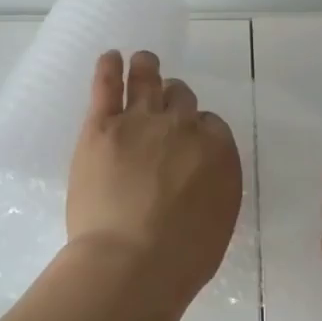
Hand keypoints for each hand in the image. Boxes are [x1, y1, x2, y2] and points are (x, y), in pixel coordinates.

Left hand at [66, 50, 242, 307]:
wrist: (130, 263)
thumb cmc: (182, 258)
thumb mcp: (219, 221)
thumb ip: (215, 185)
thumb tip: (203, 174)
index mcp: (217, 149)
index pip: (211, 124)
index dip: (198, 129)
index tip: (189, 140)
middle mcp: (182, 126)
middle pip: (181, 98)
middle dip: (175, 100)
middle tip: (166, 105)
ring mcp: (140, 121)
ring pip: (148, 80)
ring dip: (147, 68)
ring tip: (143, 60)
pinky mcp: (102, 126)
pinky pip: (108, 86)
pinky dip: (109, 68)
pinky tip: (110, 58)